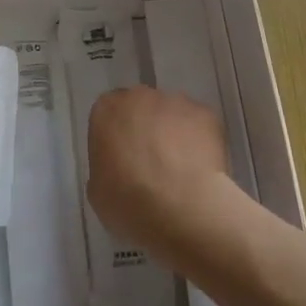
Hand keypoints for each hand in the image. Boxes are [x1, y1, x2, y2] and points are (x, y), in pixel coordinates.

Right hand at [86, 87, 240, 257]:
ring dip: (174, 134)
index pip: (109, 115)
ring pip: (173, 115)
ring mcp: (176, 102)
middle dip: (146, 129)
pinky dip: (200, 143)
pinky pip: (200, 126)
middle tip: (152, 164)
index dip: (117, 138)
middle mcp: (140, 96)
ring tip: (181, 171)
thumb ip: (105, 166)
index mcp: (106, 110)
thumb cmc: (128, 201)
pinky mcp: (207, 114)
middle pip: (142, 108)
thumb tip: (119, 168)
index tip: (123, 161)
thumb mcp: (98, 190)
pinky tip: (200, 170)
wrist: (180, 208)